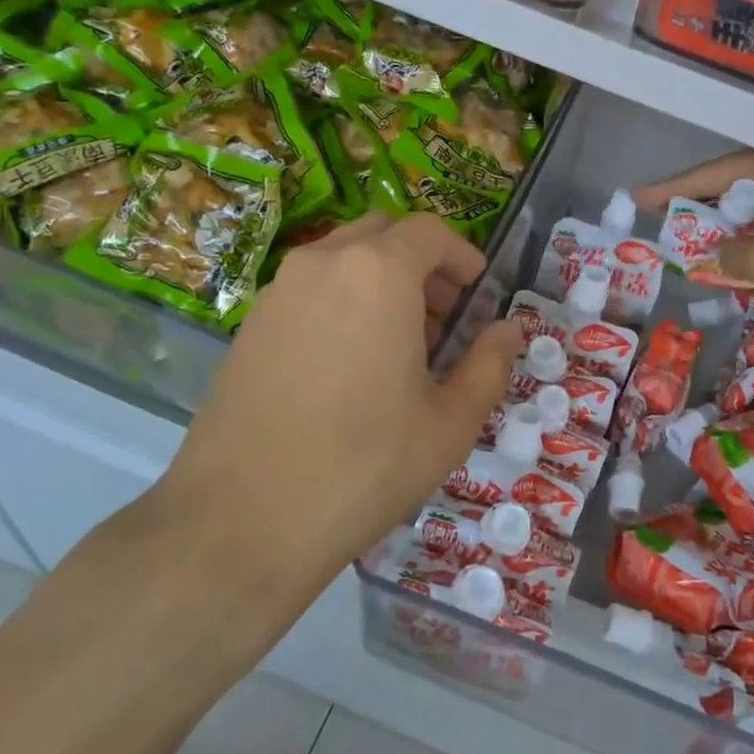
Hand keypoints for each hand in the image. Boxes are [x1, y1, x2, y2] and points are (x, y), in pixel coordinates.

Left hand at [141, 212, 522, 622]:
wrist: (242, 522)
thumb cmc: (365, 465)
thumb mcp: (450, 422)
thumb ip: (489, 365)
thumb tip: (510, 330)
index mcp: (378, 273)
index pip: (429, 231)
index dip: (462, 253)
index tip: (478, 288)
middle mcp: (323, 264)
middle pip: (382, 233)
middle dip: (421, 261)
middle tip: (445, 312)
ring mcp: (278, 292)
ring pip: (342, 258)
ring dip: (381, 279)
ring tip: (402, 341)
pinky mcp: (249, 325)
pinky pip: (309, 289)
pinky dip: (343, 299)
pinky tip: (353, 362)